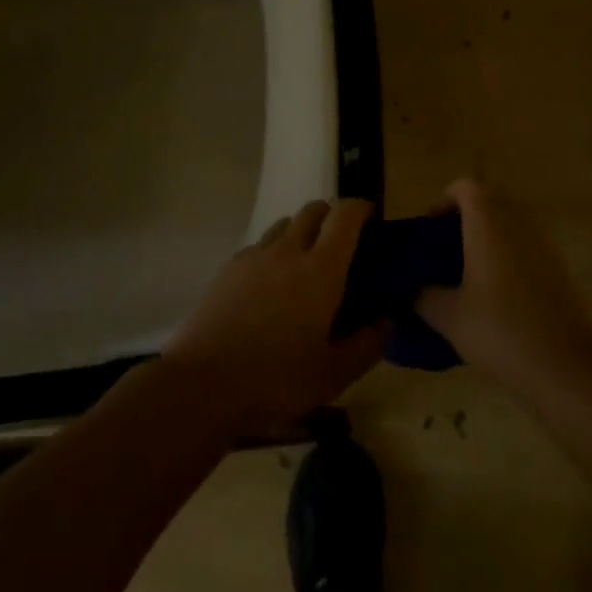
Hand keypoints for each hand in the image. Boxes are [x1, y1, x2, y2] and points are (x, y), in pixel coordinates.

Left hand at [163, 199, 388, 436]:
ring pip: (284, 224)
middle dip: (332, 216)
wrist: (204, 382)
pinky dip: (273, 253)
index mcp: (320, 269)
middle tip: (341, 244)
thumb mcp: (334, 374)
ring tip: (304, 265)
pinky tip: (270, 286)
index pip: (345, 215)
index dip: (361, 208)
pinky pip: (259, 246)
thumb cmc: (276, 378)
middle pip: (314, 210)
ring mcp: (255, 255)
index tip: (371, 218)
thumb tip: (387, 321)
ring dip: (301, 232)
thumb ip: (367, 344)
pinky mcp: (229, 267)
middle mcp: (289, 250)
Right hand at [416, 178, 591, 384]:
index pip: (466, 185)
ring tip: (469, 275)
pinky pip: (527, 247)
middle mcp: (518, 223)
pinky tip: (497, 296)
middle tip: (446, 250)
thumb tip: (416, 290)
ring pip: (510, 223)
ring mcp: (543, 245)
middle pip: (490, 199)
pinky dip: (509, 257)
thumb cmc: (500, 331)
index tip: (431, 230)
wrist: (565, 368)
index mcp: (488, 223)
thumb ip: (425, 296)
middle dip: (466, 217)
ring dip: (489, 237)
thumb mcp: (449, 317)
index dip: (445, 200)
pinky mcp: (559, 269)